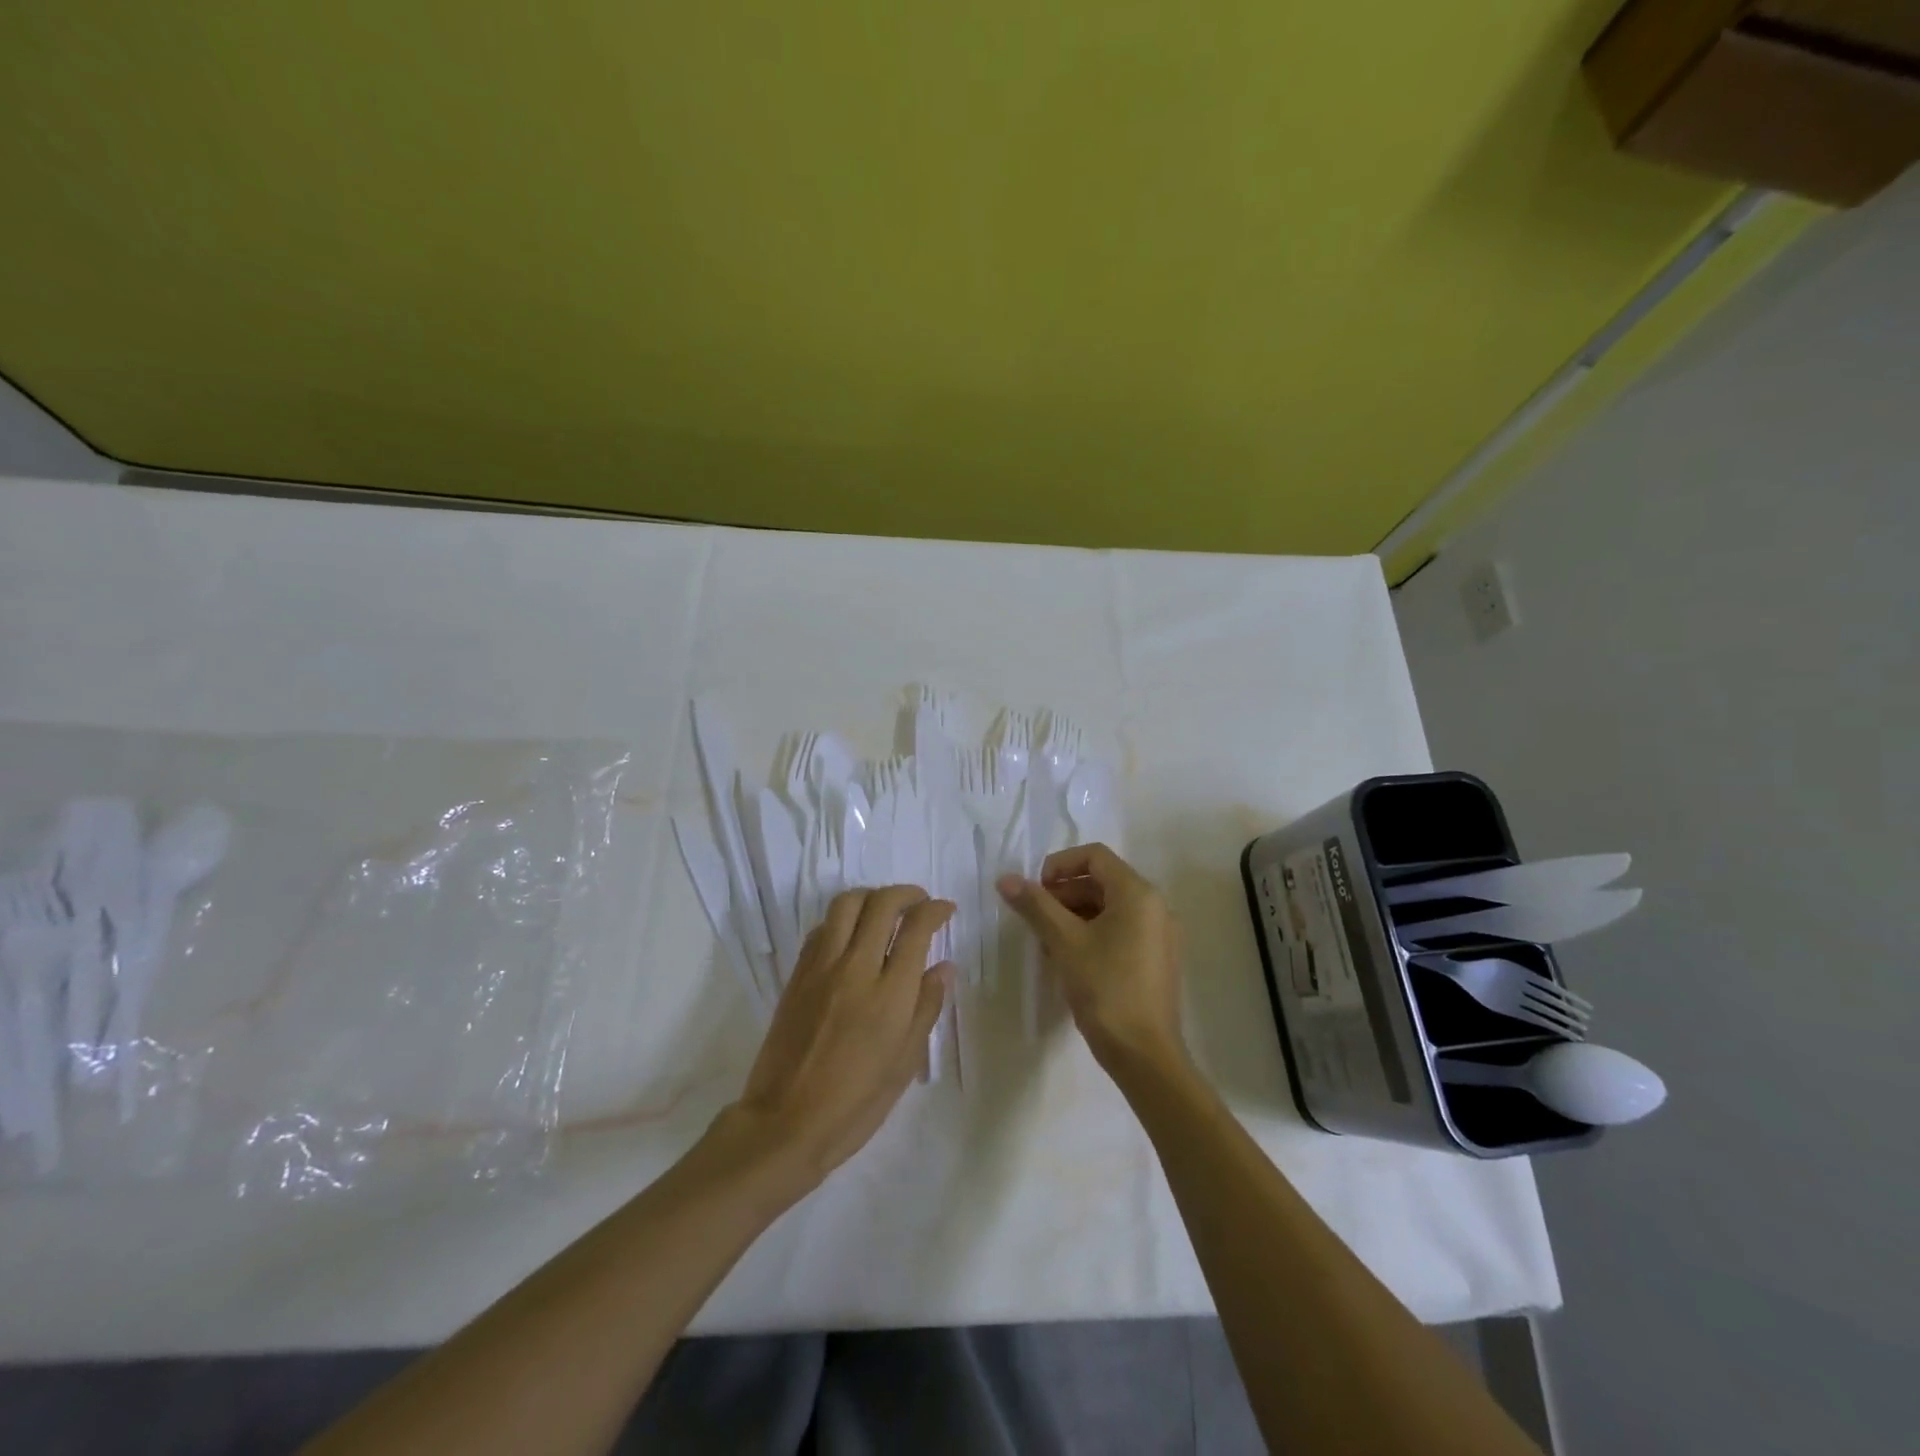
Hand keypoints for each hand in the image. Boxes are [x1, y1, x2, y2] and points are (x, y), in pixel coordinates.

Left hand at [724, 886, 953, 1190]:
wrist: (785, 1124)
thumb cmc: (855, 1103)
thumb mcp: (904, 1063)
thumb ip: (926, 1007)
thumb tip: (943, 968)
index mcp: (889, 994)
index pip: (916, 928)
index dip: (935, 910)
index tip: (945, 910)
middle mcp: (855, 968)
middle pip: (881, 904)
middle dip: (906, 893)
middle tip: (919, 902)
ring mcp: (821, 968)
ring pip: (846, 904)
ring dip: (871, 896)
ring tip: (884, 909)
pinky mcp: (797, 975)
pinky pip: (821, 928)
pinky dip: (842, 919)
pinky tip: (851, 936)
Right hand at [997, 843, 1185, 1078]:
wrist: (1145, 1055)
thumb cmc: (1105, 989)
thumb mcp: (1064, 942)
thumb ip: (1035, 905)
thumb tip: (1005, 879)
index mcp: (1138, 893)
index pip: (1095, 855)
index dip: (1059, 865)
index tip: (1035, 890)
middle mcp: (1155, 906)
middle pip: (1102, 881)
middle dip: (1063, 893)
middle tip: (1034, 918)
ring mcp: (1159, 934)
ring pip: (1109, 907)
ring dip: (1074, 914)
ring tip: (1046, 941)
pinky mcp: (1156, 959)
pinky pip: (1120, 930)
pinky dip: (1092, 933)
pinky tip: (1068, 958)